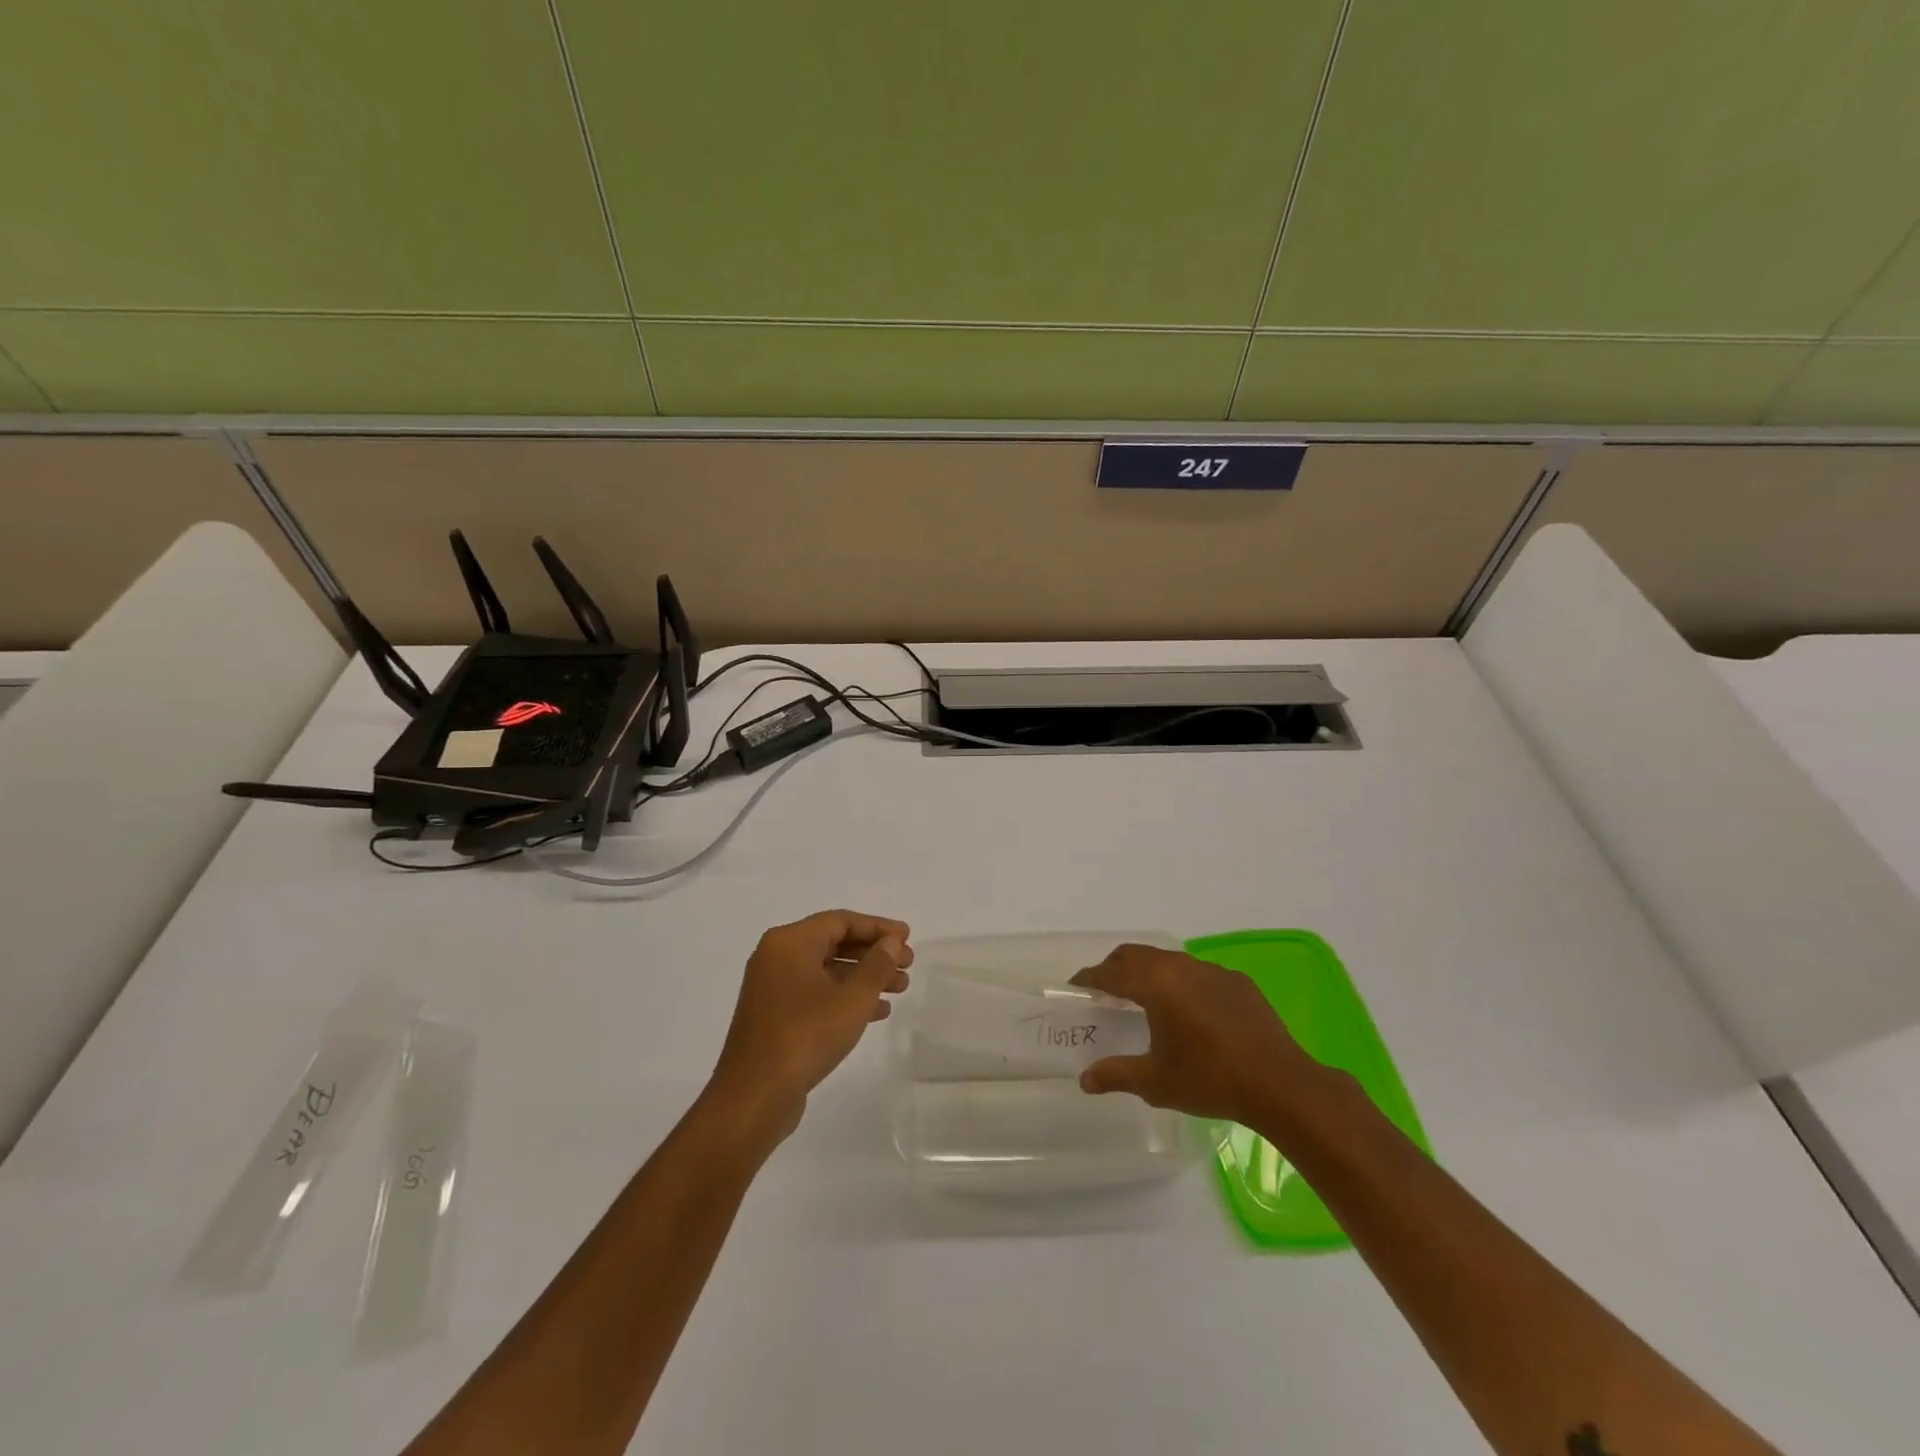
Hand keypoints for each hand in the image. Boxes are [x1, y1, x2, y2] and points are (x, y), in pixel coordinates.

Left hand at [705, 910, 912, 1140]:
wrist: (754, 1097)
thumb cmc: (806, 1036)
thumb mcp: (852, 998)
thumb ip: (877, 965)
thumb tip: (890, 942)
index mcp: (789, 942)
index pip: (841, 921)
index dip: (878, 927)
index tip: (908, 937)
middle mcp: (776, 957)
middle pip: (834, 943)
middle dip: (874, 953)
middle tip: (908, 964)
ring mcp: (772, 988)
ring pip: (827, 970)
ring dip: (864, 977)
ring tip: (900, 988)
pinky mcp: (774, 1016)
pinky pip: (816, 993)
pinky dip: (845, 997)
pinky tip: (876, 1012)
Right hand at [1070, 943, 1320, 1124]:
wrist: (1280, 1084)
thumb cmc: (1210, 1080)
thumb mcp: (1156, 1082)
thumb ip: (1116, 1075)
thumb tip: (1084, 1080)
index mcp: (1155, 985)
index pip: (1111, 973)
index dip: (1090, 978)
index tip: (1076, 986)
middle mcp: (1180, 967)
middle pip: (1136, 955)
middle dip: (1115, 968)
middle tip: (1104, 989)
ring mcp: (1212, 971)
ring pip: (1168, 960)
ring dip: (1149, 972)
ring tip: (1144, 997)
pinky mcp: (1237, 981)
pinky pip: (1197, 973)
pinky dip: (1180, 982)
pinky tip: (1189, 1010)